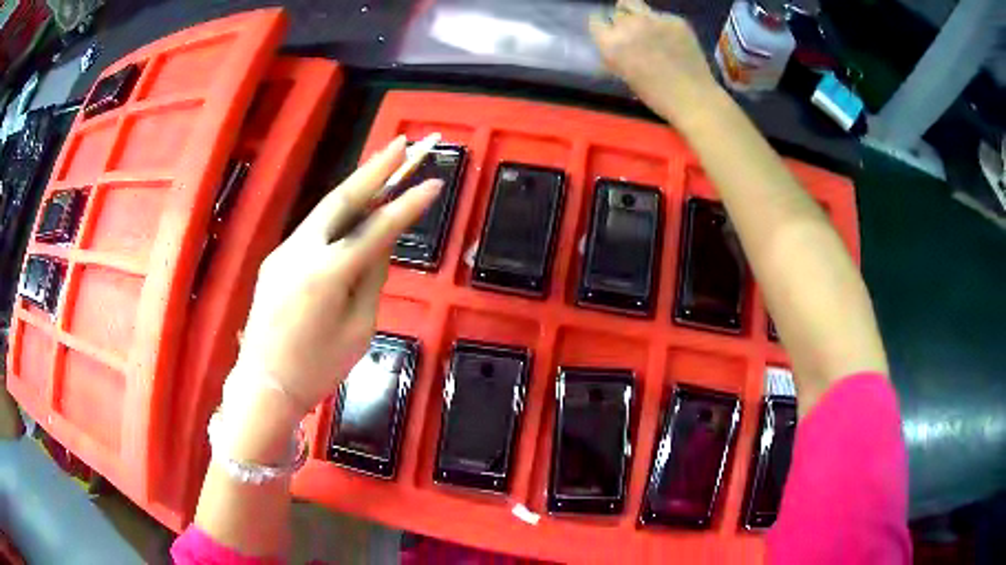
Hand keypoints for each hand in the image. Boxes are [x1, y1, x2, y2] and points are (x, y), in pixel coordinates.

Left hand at [228, 136, 440, 422]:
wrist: (264, 385)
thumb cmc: (317, 369)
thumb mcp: (358, 330)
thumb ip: (371, 280)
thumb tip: (380, 245)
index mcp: (326, 274)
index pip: (377, 229)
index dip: (408, 205)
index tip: (434, 182)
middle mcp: (301, 251)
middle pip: (342, 199)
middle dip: (375, 169)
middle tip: (403, 143)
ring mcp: (283, 252)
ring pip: (325, 211)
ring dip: (356, 187)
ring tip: (383, 166)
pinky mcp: (275, 259)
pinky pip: (313, 230)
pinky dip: (338, 216)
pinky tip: (354, 213)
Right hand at [590, 0, 718, 125]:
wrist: (694, 98)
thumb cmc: (656, 95)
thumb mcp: (624, 74)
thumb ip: (615, 51)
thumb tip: (612, 39)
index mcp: (611, 43)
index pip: (596, 21)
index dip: (603, 28)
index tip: (610, 34)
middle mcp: (628, 25)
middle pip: (616, 13)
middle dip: (621, 23)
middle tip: (632, 35)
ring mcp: (653, 19)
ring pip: (633, 4)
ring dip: (634, 13)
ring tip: (644, 25)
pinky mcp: (674, 19)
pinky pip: (660, 15)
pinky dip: (661, 23)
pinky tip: (671, 38)